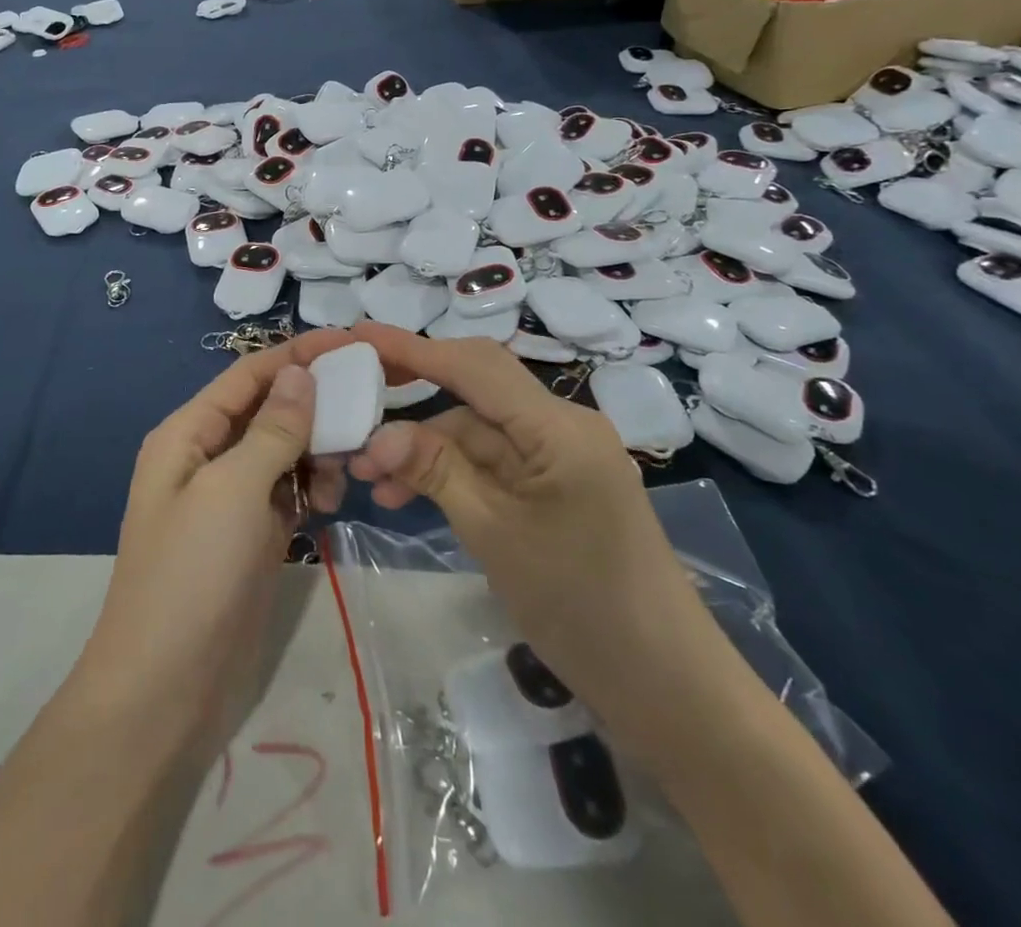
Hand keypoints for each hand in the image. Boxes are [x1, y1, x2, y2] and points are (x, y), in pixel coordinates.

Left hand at [77, 332, 352, 744]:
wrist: (165, 689)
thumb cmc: (192, 574)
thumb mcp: (233, 490)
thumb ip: (272, 429)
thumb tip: (299, 371)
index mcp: (188, 433)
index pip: (249, 375)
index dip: (297, 354)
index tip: (351, 342)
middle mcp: (207, 456)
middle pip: (269, 409)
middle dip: (315, 404)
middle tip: (368, 406)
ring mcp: (229, 497)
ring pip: (284, 450)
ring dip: (317, 450)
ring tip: (344, 470)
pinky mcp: (250, 533)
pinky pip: (288, 490)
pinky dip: (311, 486)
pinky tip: (329, 500)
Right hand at [346, 322, 714, 744]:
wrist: (667, 686)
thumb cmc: (581, 606)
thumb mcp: (494, 534)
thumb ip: (436, 471)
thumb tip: (377, 435)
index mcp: (558, 426)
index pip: (474, 366)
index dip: (413, 347)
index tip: (358, 333)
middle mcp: (562, 425)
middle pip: (476, 388)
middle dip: (414, 390)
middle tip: (354, 398)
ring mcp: (560, 455)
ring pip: (478, 430)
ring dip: (425, 447)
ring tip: (369, 476)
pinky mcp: (556, 484)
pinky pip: (494, 462)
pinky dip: (451, 472)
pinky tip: (409, 496)